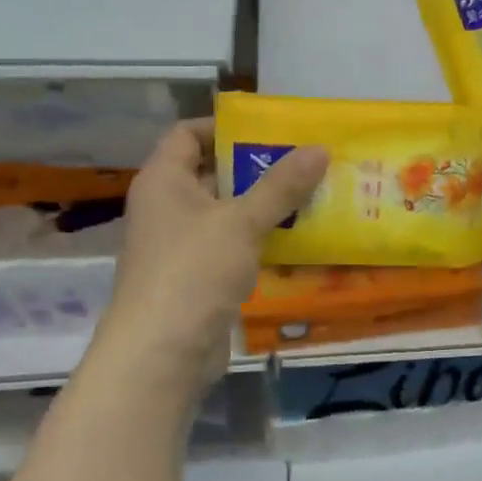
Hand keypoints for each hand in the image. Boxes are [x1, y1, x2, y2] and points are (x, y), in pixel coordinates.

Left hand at [93, 120, 327, 391]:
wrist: (162, 354)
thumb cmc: (193, 272)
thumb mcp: (241, 222)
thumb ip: (281, 186)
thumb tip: (320, 148)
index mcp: (163, 180)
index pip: (187, 133)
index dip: (224, 126)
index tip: (269, 129)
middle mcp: (167, 206)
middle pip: (212, 172)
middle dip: (256, 167)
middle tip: (303, 161)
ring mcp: (180, 244)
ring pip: (226, 213)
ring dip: (264, 206)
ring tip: (311, 196)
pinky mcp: (197, 277)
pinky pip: (231, 246)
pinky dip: (260, 240)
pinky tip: (297, 240)